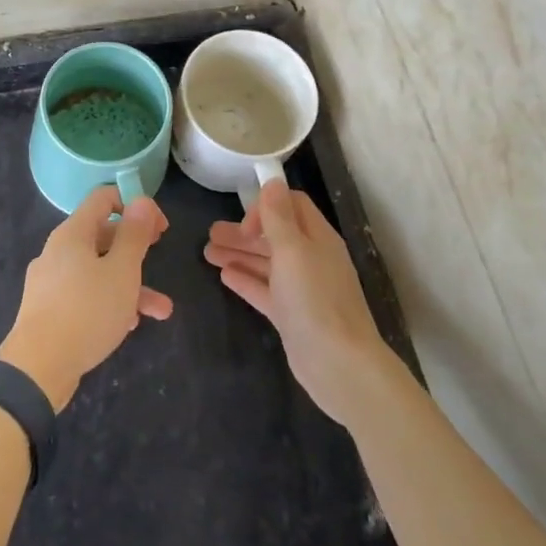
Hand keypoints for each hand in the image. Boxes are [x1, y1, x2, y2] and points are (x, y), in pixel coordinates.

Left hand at [0, 186, 172, 410]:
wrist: (37, 369)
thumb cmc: (86, 311)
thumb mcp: (121, 271)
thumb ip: (134, 235)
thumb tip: (142, 200)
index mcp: (72, 234)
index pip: (103, 198)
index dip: (134, 204)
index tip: (159, 227)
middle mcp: (58, 251)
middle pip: (101, 235)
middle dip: (136, 248)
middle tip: (159, 256)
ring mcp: (51, 282)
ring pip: (97, 271)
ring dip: (130, 284)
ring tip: (161, 310)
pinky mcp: (49, 310)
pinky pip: (85, 295)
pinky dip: (109, 303)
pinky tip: (128, 326)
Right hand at [205, 178, 393, 426]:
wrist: (339, 365)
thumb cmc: (315, 300)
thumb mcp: (293, 251)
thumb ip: (279, 216)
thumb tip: (272, 181)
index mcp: (317, 238)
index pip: (291, 206)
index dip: (266, 206)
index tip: (245, 224)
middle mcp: (311, 259)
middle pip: (274, 235)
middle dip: (243, 232)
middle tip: (210, 234)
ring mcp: (302, 289)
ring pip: (266, 263)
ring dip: (239, 254)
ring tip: (207, 253)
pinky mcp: (292, 316)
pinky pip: (265, 290)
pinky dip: (246, 280)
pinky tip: (224, 276)